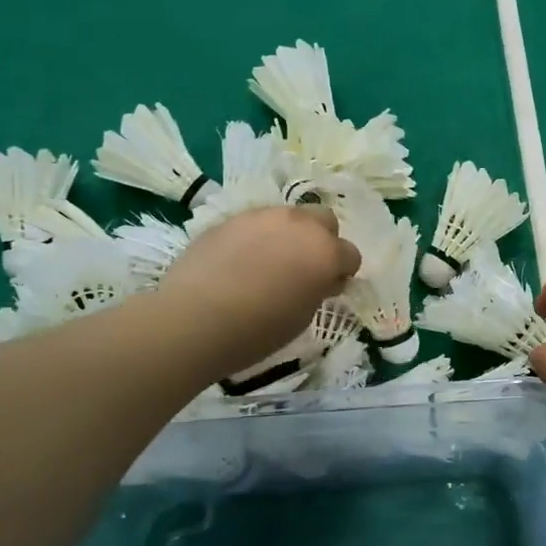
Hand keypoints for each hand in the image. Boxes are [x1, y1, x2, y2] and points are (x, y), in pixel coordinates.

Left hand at [154, 206, 359, 376]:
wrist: (195, 318)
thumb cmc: (259, 329)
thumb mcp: (303, 316)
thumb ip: (319, 289)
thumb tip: (322, 279)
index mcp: (325, 251)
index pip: (350, 254)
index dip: (342, 272)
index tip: (328, 288)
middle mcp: (299, 224)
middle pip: (324, 220)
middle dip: (321, 240)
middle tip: (305, 267)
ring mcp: (262, 216)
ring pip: (288, 217)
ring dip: (288, 235)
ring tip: (268, 263)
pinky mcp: (230, 218)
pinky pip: (255, 223)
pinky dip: (256, 238)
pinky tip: (239, 262)